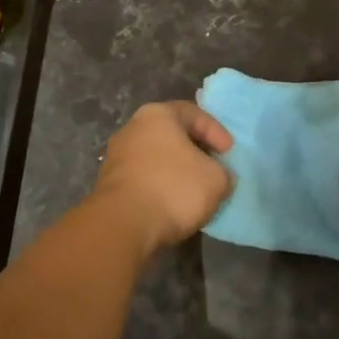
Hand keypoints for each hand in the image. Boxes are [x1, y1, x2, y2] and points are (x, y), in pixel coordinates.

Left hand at [90, 101, 233, 252]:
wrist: (122, 225)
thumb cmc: (173, 188)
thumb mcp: (216, 179)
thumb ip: (223, 172)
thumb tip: (218, 176)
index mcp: (157, 115)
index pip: (193, 113)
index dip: (216, 131)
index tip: (229, 153)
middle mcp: (133, 128)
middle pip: (172, 134)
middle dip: (195, 151)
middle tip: (214, 168)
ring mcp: (117, 156)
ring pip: (156, 158)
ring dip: (177, 171)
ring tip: (196, 191)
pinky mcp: (109, 184)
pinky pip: (144, 178)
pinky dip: (161, 187)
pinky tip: (173, 205)